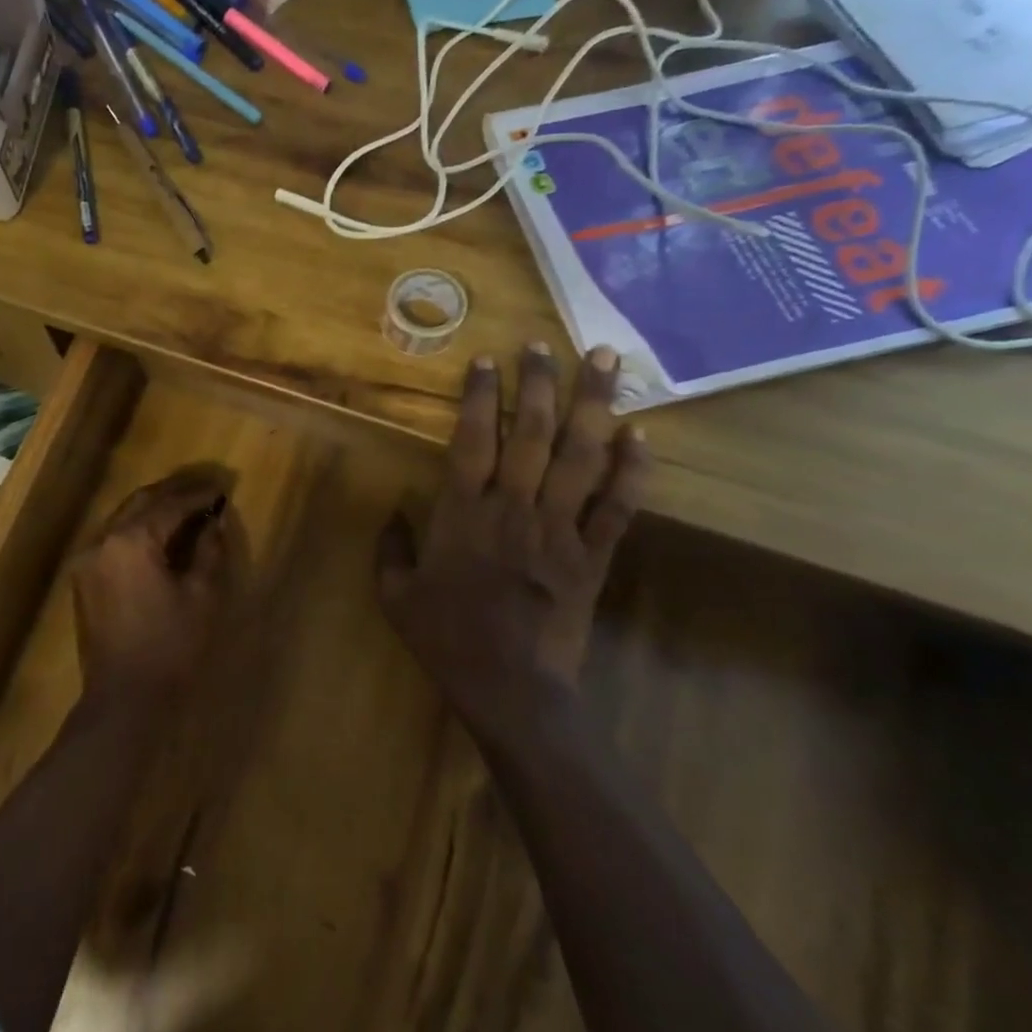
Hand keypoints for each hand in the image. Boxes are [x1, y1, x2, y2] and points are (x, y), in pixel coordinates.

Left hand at [73, 468, 234, 700]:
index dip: (198, 495)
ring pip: (122, 518)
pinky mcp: (83, 579)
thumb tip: (214, 521)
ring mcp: (87, 559)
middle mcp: (102, 540)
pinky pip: (112, 540)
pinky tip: (158, 538)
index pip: (169, 504)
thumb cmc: (170, 646)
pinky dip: (136, 530)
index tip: (222, 489)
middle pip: (140, 502)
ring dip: (153, 509)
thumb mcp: (201, 596)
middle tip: (204, 491)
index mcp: (131, 540)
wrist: (123, 699)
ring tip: (185, 510)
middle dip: (173, 493)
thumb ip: (209, 550)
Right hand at [376, 345, 648, 731]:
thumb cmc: (447, 639)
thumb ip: (390, 548)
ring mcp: (559, 530)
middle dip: (537, 383)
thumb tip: (393, 511)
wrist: (510, 688)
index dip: (478, 397)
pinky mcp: (593, 556)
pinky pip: (618, 507)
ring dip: (592, 405)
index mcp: (462, 515)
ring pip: (579, 457)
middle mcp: (513, 510)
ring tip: (605, 361)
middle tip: (545, 343)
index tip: (486, 359)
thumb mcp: (396, 596)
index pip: (471, 441)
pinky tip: (641, 434)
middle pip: (529, 434)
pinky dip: (632, 470)